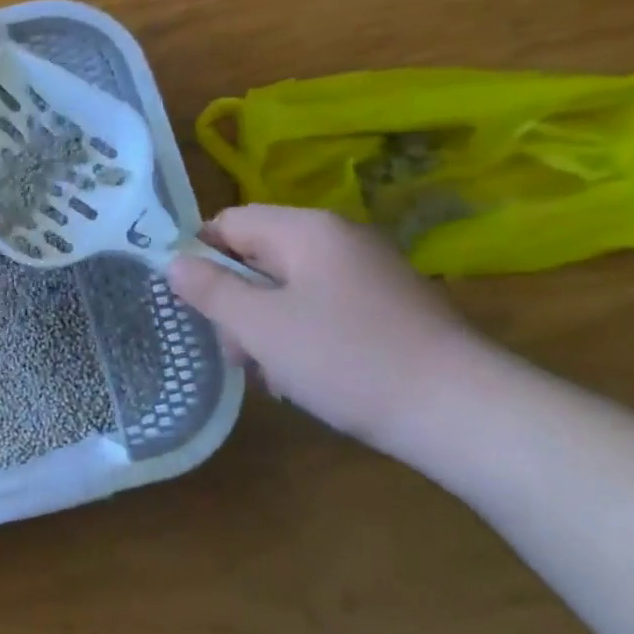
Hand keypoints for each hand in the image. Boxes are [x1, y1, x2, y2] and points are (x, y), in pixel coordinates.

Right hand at [167, 205, 484, 447]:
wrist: (461, 412)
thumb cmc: (346, 358)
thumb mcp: (260, 326)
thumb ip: (210, 290)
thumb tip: (173, 261)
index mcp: (306, 230)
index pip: (229, 222)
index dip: (201, 257)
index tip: (192, 304)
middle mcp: (338, 239)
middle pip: (258, 255)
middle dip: (236, 302)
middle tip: (236, 352)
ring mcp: (368, 272)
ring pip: (288, 287)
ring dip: (266, 326)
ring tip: (272, 374)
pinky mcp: (387, 306)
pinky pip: (322, 308)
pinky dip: (302, 336)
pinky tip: (306, 378)